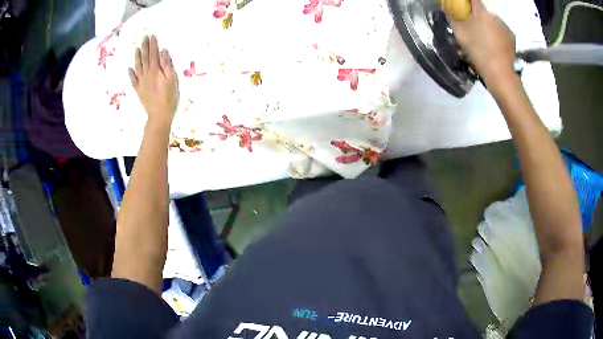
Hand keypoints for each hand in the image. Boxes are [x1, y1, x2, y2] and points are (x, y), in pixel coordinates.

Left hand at [129, 35, 178, 128]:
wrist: (159, 115)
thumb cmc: (169, 98)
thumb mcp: (172, 79)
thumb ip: (167, 65)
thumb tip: (163, 52)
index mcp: (155, 71)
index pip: (154, 54)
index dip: (153, 44)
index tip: (152, 36)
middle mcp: (146, 74)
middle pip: (145, 58)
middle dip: (145, 47)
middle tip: (144, 38)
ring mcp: (141, 83)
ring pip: (138, 67)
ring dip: (137, 57)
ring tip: (137, 49)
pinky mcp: (139, 90)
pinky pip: (133, 80)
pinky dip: (131, 74)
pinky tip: (129, 69)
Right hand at [449, 0, 516, 85]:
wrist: (500, 74)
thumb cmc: (478, 52)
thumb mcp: (460, 35)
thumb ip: (453, 19)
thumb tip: (449, 11)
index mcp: (481, 12)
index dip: (468, 2)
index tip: (464, 9)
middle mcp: (494, 15)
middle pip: (483, 12)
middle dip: (478, 17)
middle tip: (474, 29)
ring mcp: (505, 26)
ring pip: (493, 22)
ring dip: (489, 27)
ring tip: (485, 41)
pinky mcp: (512, 38)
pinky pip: (502, 32)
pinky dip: (498, 36)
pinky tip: (495, 47)